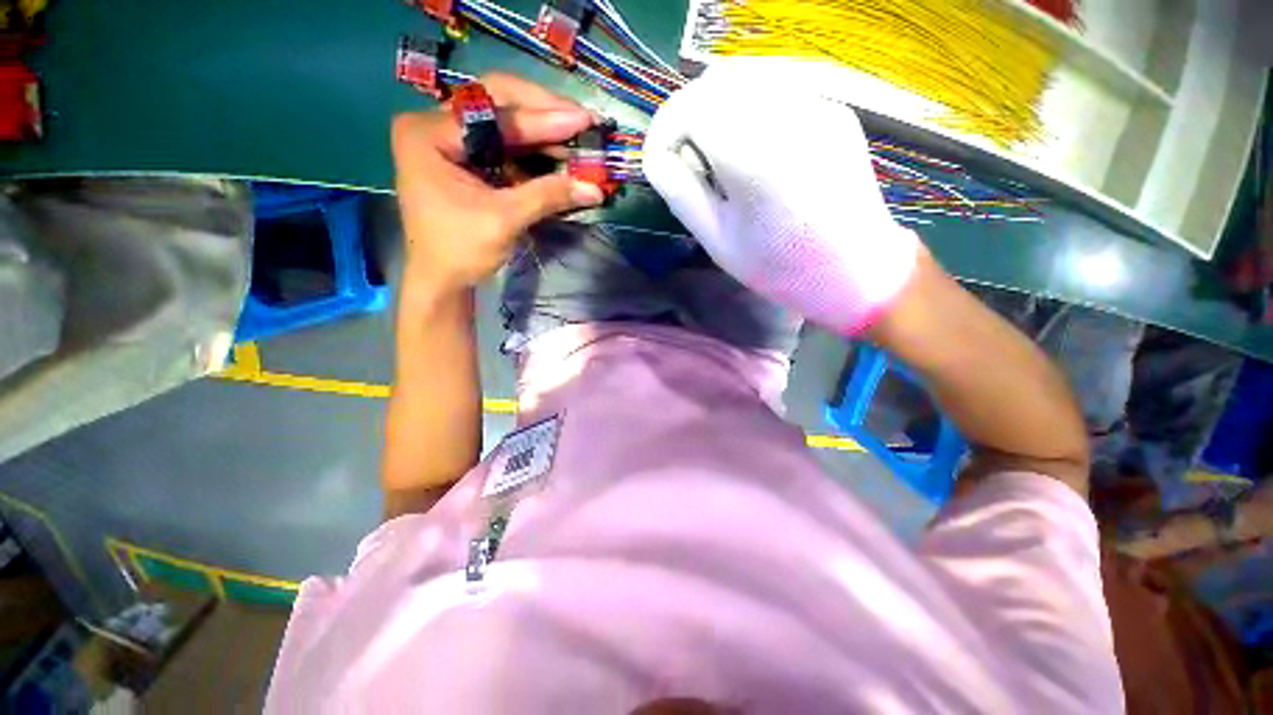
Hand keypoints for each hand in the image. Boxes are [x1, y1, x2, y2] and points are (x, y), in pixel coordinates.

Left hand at [391, 73, 604, 296]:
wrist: (441, 280)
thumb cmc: (460, 251)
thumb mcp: (504, 221)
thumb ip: (548, 196)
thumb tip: (595, 188)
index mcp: (429, 133)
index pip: (493, 112)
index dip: (543, 118)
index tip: (583, 119)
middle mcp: (435, 125)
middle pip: (497, 103)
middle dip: (543, 112)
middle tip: (583, 120)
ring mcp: (451, 139)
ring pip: (504, 120)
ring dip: (543, 130)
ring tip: (578, 136)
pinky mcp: (467, 158)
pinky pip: (506, 144)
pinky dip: (535, 149)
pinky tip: (559, 153)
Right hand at [642, 58, 919, 333]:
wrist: (856, 268)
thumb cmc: (780, 267)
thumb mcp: (717, 241)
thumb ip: (680, 192)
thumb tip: (657, 156)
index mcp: (756, 159)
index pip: (691, 109)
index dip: (664, 130)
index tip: (658, 160)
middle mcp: (790, 115)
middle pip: (717, 84)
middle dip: (687, 116)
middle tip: (685, 158)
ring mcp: (818, 104)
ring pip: (746, 76)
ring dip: (715, 107)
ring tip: (715, 152)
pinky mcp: (833, 106)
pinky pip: (776, 86)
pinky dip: (747, 105)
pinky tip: (750, 143)